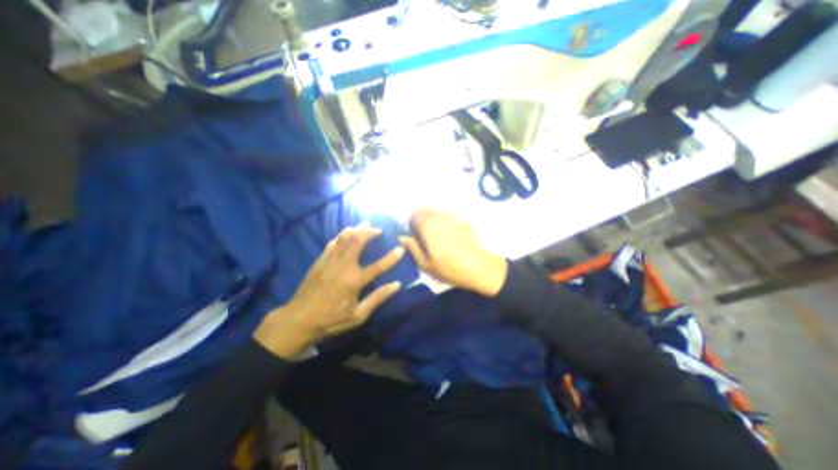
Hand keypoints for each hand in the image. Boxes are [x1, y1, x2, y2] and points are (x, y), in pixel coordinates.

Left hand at [254, 226, 404, 356]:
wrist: (297, 321)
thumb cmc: (331, 320)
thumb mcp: (358, 315)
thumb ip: (378, 298)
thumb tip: (397, 285)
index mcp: (354, 281)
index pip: (378, 266)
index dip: (392, 257)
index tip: (401, 248)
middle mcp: (342, 267)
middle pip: (357, 241)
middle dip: (369, 231)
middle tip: (378, 230)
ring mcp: (329, 261)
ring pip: (344, 237)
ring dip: (356, 229)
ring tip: (365, 225)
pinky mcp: (319, 261)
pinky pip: (332, 243)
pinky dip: (341, 235)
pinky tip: (346, 233)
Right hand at [397, 207, 506, 294]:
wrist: (477, 267)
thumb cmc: (448, 268)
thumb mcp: (425, 264)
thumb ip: (412, 248)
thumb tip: (401, 237)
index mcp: (428, 227)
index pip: (415, 213)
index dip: (412, 221)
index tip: (413, 233)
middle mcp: (440, 218)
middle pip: (426, 209)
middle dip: (421, 218)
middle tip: (423, 233)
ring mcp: (453, 218)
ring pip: (437, 211)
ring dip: (432, 218)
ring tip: (436, 234)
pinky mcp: (463, 221)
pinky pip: (448, 215)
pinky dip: (443, 220)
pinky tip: (448, 235)